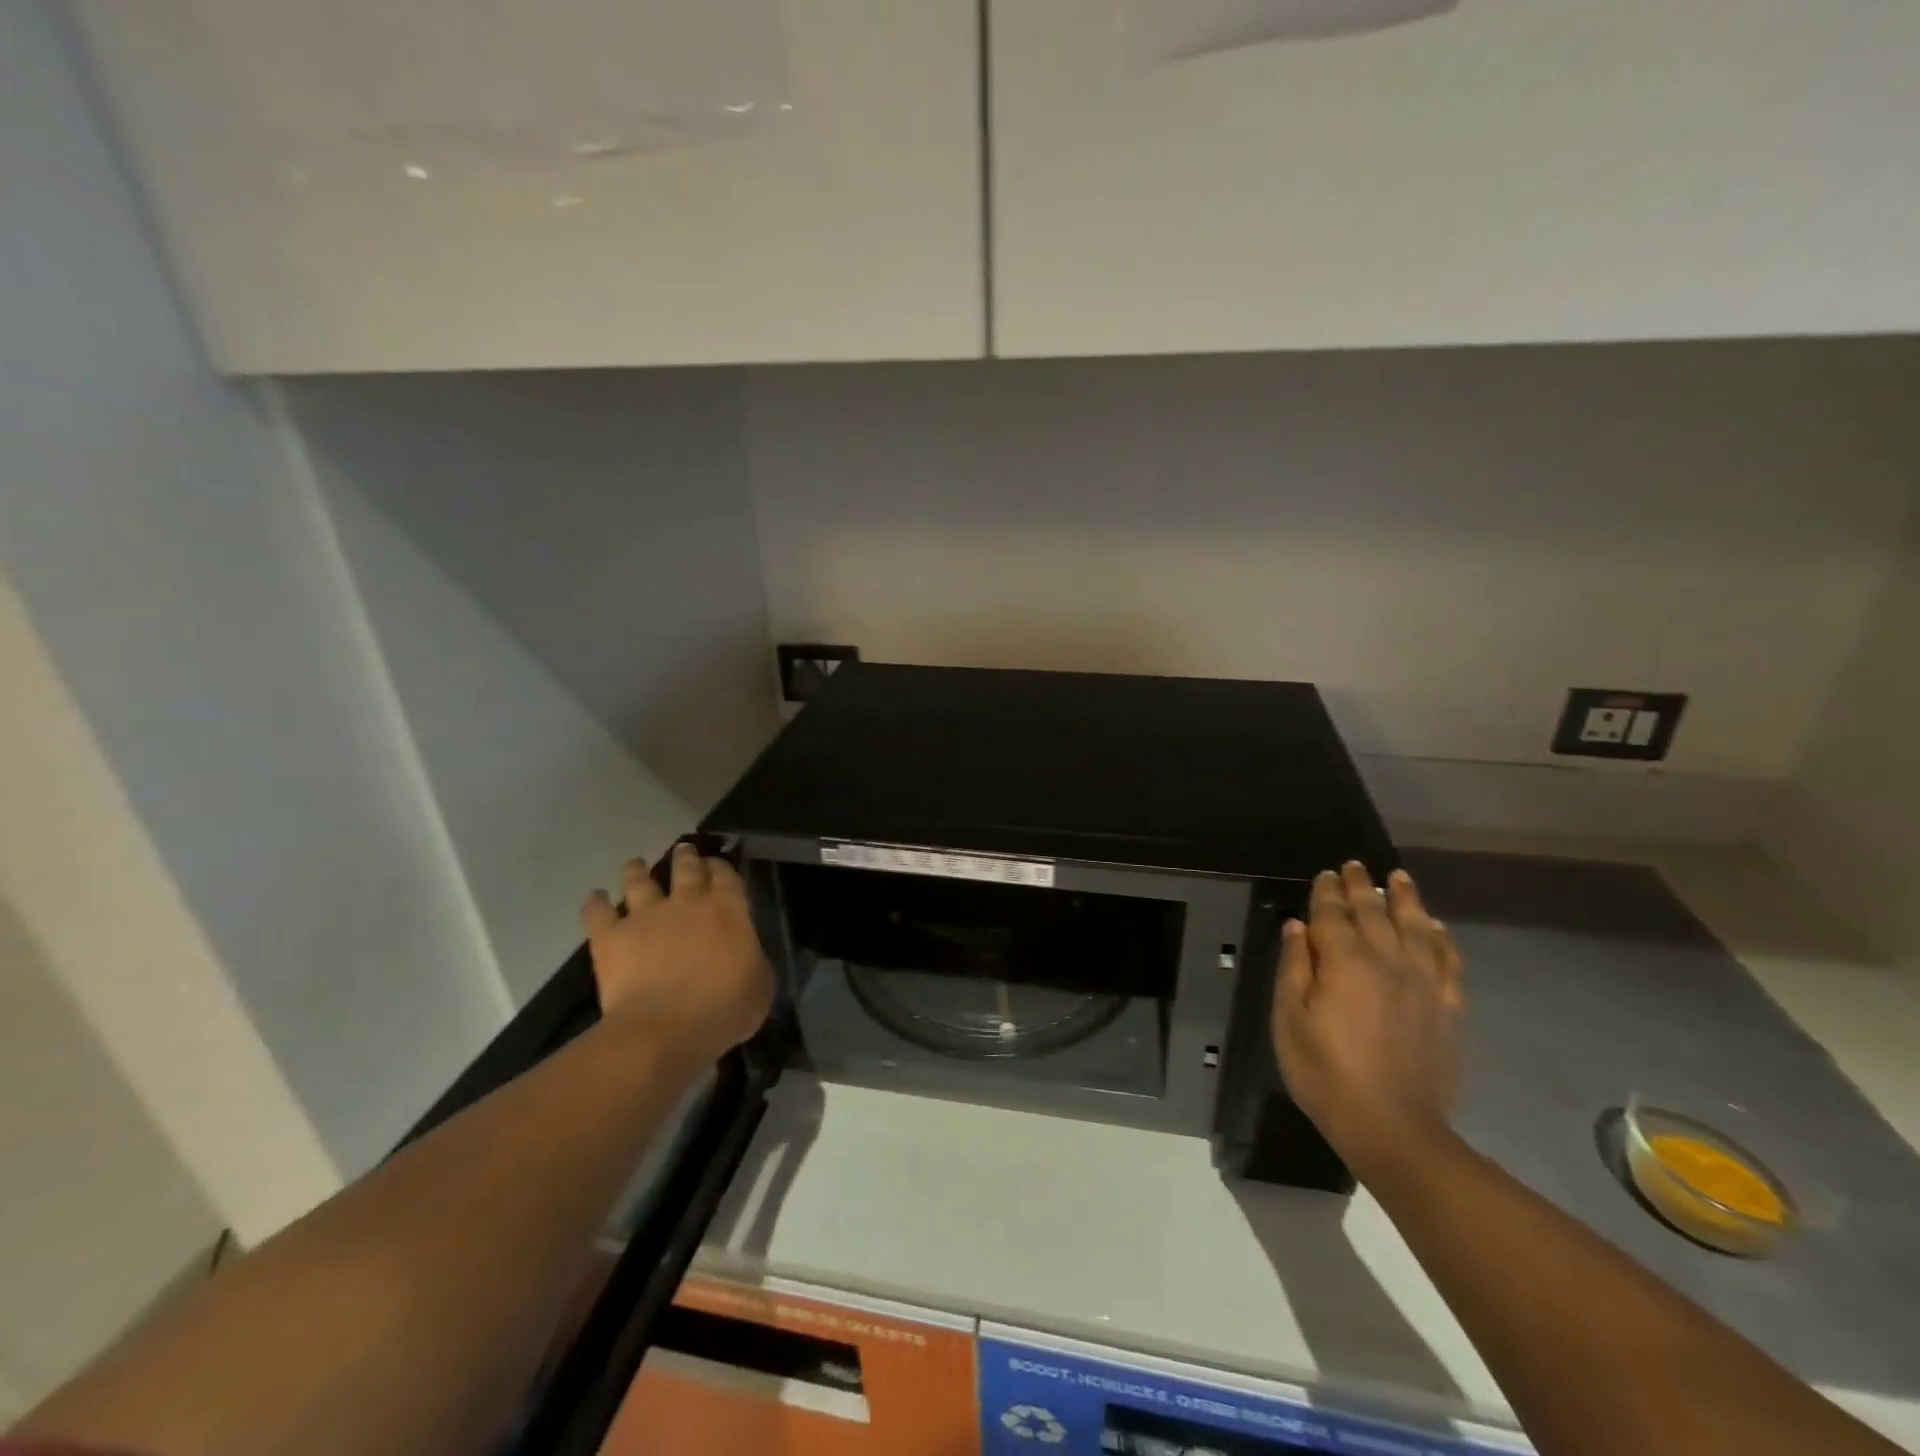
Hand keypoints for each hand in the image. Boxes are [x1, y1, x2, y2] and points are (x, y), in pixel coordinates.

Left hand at [581, 844, 773, 1066]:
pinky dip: (596, 903)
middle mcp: (687, 902)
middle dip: (686, 857)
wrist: (665, 1029)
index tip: (718, 866)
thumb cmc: (724, 1009)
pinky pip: (598, 912)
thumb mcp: (760, 985)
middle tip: (684, 851)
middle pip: (686, 868)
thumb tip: (746, 954)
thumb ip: (753, 960)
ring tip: (636, 864)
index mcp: (728, 910)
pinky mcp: (611, 937)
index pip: (726, 875)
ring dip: (638, 870)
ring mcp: (645, 916)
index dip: (722, 867)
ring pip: (639, 880)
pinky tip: (596, 898)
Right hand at [1270, 862, 1463, 1181]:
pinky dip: (1441, 938)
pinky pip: (1446, 961)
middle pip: (1373, 912)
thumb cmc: (1325, 1072)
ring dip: (1405, 899)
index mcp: (1343, 961)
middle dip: (1362, 886)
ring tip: (1399, 878)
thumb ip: (1294, 967)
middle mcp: (1386, 960)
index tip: (1325, 874)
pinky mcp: (1446, 1007)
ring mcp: (1422, 983)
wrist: (1394, 1127)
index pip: (1332, 913)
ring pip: (1415, 927)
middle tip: (1355, 865)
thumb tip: (1298, 926)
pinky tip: (1436, 927)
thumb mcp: (1289, 1019)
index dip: (1327, 891)